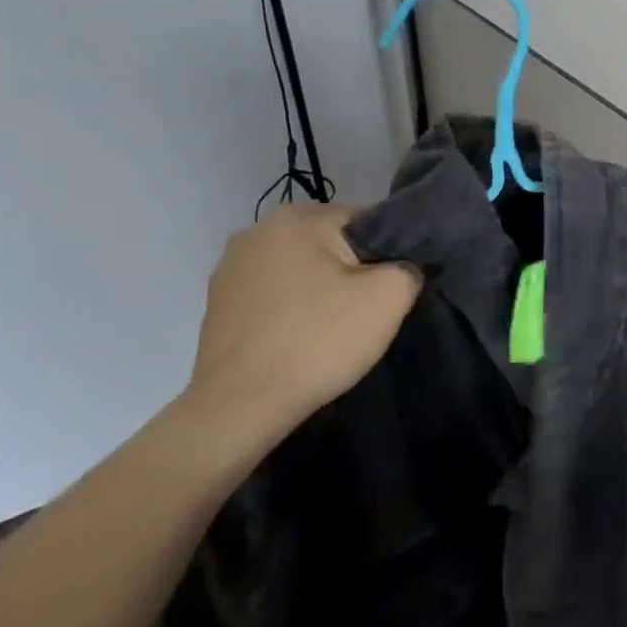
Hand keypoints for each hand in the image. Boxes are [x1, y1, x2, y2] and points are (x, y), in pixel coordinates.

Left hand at [185, 203, 420, 439]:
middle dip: (355, 271)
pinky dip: (294, 310)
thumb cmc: (318, 340)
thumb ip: (409, 266)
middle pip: (333, 244)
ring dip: (322, 291)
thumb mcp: (390, 296)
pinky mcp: (218, 304)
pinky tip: (302, 339)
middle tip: (367, 311)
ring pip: (303, 270)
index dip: (390, 255)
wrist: (240, 408)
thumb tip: (403, 268)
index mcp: (298, 218)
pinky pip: (276, 295)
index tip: (393, 289)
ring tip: (333, 329)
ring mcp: (231, 269)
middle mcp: (257, 231)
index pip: (369, 222)